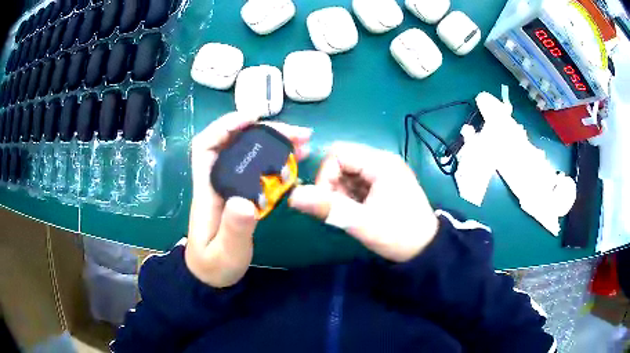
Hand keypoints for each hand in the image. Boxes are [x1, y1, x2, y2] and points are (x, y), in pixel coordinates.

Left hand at [186, 112, 310, 287]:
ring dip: (275, 143)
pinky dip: (278, 161)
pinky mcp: (243, 195)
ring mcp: (232, 188)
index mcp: (208, 190)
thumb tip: (246, 201)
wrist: (212, 276)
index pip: (206, 147)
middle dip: (265, 132)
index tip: (252, 119)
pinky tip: (296, 161)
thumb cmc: (214, 265)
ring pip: (250, 154)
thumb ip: (234, 229)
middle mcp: (219, 182)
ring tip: (304, 143)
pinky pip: (260, 170)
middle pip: (236, 144)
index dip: (225, 127)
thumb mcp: (225, 252)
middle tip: (298, 134)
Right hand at [289, 142, 438, 262]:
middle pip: (342, 161)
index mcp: (380, 163)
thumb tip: (292, 196)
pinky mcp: (384, 184)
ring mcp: (384, 172)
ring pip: (348, 172)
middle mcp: (382, 161)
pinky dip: (350, 196)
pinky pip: (357, 182)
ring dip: (341, 192)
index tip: (327, 201)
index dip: (325, 175)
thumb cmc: (398, 235)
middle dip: (333, 185)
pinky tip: (358, 211)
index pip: (338, 153)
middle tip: (339, 209)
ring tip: (351, 213)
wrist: (426, 250)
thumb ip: (327, 207)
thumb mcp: (362, 223)